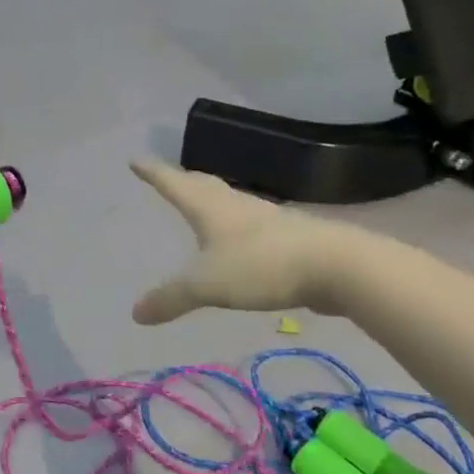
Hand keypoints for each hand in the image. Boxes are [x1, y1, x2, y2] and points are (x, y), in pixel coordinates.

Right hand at [130, 159, 349, 323]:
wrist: (338, 266)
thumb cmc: (262, 265)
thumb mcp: (208, 285)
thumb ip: (172, 298)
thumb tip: (135, 314)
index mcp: (210, 208)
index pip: (173, 183)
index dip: (153, 173)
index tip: (135, 160)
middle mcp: (235, 205)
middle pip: (203, 186)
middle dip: (182, 181)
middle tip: (168, 177)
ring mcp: (266, 218)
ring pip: (229, 202)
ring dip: (211, 200)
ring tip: (201, 206)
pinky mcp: (289, 236)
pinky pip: (251, 224)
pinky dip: (236, 225)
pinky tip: (241, 239)